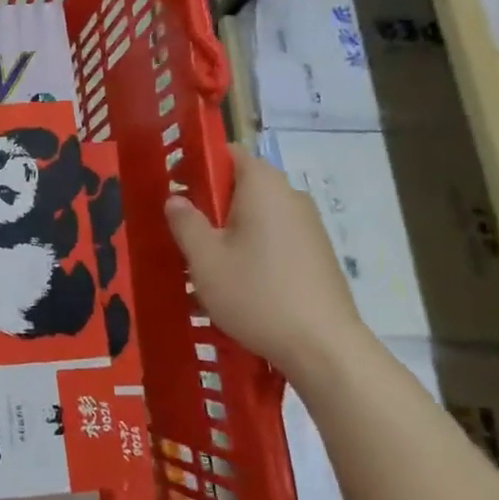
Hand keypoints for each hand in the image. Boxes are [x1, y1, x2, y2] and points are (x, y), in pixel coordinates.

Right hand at [166, 144, 369, 380]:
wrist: (323, 347)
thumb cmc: (256, 294)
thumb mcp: (205, 259)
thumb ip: (185, 222)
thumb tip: (176, 199)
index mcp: (263, 186)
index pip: (228, 152)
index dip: (198, 164)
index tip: (174, 188)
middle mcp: (290, 196)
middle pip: (243, 183)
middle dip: (211, 200)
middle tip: (182, 228)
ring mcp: (308, 225)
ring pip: (258, 212)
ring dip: (230, 226)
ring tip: (205, 259)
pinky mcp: (316, 253)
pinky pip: (275, 235)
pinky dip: (252, 245)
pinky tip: (237, 278)